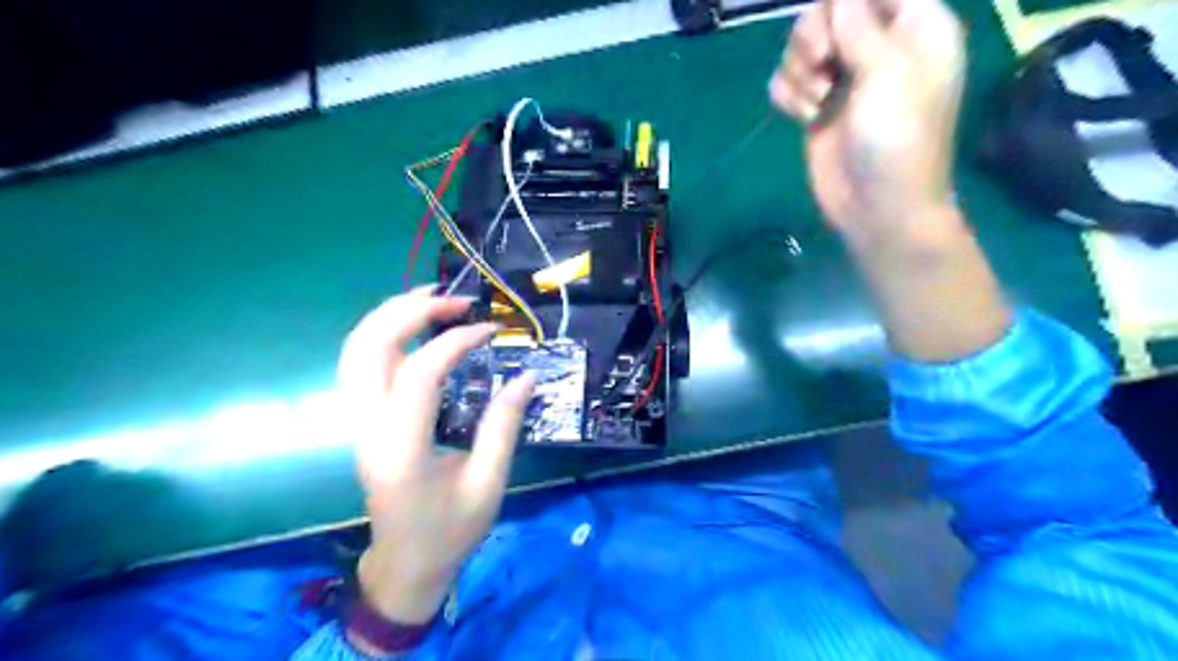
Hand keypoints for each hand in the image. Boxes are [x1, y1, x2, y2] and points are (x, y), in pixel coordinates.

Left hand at [338, 286, 537, 623]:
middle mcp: (368, 428)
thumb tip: (526, 376)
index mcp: (401, 449)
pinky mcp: (361, 421)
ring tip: (432, 299)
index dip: (455, 343)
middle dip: (411, 312)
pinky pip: (359, 364)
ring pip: (355, 351)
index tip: (491, 331)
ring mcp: (357, 423)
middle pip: (369, 348)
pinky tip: (414, 328)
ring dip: (390, 315)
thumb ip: (504, 426)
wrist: (405, 564)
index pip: (418, 375)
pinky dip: (383, 334)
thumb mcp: (488, 483)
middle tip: (456, 300)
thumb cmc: (449, 530)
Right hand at [776, 0, 964, 245]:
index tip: (833, 31)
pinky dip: (788, 94)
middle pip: (830, 9)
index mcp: (914, 27)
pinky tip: (804, 116)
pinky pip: (787, 81)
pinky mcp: (816, 107)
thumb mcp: (888, 74)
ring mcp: (843, 78)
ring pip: (803, 44)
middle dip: (814, 33)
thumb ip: (860, 26)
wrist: (876, 207)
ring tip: (816, 101)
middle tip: (820, 63)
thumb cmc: (896, 139)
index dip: (844, 2)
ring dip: (799, 69)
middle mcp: (877, 46)